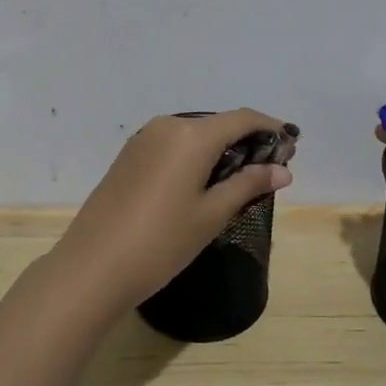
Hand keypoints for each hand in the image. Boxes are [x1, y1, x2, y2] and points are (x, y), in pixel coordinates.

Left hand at [48, 109, 294, 312]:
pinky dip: (196, 156)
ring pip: (194, 134)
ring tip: (241, 178)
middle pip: (218, 124)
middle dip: (247, 141)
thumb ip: (248, 185)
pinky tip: (204, 182)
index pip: (242, 119)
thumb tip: (283, 170)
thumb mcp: (211, 214)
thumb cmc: (161, 241)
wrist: (93, 266)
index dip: (271, 128)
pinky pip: (173, 145)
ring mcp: (144, 139)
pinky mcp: (129, 156)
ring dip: (221, 149)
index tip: (292, 145)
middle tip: (271, 168)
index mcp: (192, 135)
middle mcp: (168, 125)